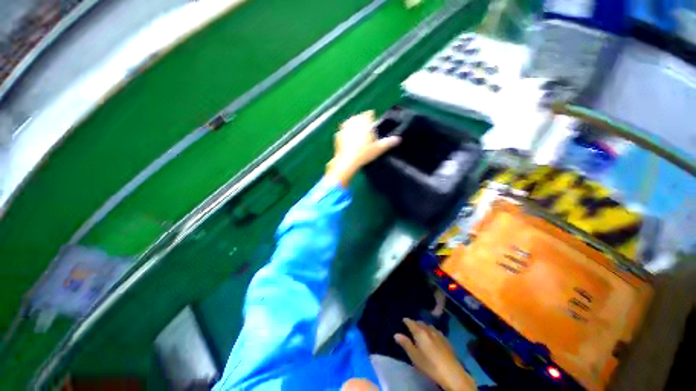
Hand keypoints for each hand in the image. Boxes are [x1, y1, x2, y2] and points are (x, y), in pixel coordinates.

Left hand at [326, 110, 399, 186]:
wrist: (347, 161)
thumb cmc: (364, 154)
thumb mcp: (378, 149)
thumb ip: (388, 143)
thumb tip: (398, 139)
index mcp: (364, 123)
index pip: (368, 114)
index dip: (371, 115)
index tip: (373, 119)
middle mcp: (353, 123)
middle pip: (358, 117)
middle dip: (361, 119)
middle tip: (365, 125)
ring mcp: (344, 129)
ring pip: (349, 122)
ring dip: (352, 124)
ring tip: (356, 129)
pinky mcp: (338, 136)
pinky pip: (342, 131)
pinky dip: (345, 132)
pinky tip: (347, 137)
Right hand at [395, 318, 475, 390]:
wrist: (451, 372)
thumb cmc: (429, 365)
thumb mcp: (414, 356)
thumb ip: (405, 344)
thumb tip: (396, 334)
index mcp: (420, 332)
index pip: (411, 322)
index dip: (406, 321)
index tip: (403, 320)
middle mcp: (429, 330)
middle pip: (420, 323)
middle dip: (415, 323)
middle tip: (411, 326)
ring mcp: (438, 334)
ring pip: (429, 326)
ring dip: (424, 326)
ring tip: (421, 330)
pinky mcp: (446, 340)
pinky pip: (436, 331)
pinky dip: (431, 331)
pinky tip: (433, 336)